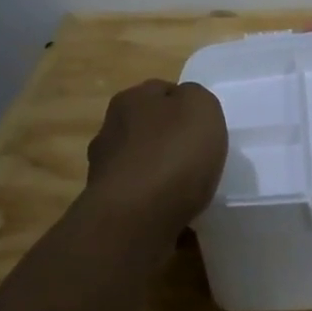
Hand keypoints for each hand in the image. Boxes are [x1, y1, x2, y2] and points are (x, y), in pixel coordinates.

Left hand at [85, 79, 228, 233]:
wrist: (136, 219)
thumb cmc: (173, 154)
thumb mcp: (202, 106)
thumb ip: (196, 97)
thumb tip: (185, 105)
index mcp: (130, 100)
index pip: (162, 91)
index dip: (186, 106)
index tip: (206, 128)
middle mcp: (110, 130)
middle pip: (149, 130)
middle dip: (171, 142)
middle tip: (200, 159)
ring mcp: (105, 172)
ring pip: (144, 167)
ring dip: (163, 177)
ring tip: (191, 193)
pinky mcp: (109, 208)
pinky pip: (142, 202)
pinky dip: (158, 207)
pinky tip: (179, 218)